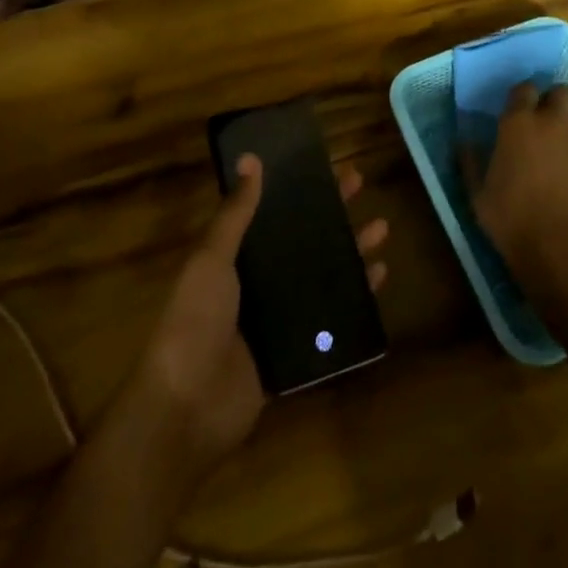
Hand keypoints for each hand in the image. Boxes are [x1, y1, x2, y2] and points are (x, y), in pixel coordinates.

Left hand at [129, 154, 389, 479]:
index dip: (299, 190)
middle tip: (361, 187)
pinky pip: (332, 320)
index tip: (324, 166)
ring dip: (350, 252)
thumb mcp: (211, 260)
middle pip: (304, 241)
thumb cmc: (194, 321)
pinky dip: (356, 299)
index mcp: (235, 258)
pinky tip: (378, 279)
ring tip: (380, 229)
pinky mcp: (295, 352)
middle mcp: (258, 284)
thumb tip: (250, 159)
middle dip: (332, 214)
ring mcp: (278, 319)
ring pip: (323, 276)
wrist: (186, 408)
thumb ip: (235, 214)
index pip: (273, 214)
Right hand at [462, 82, 567, 297]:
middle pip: (562, 92)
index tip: (520, 110)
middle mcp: (553, 120)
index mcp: (518, 122)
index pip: (524, 89)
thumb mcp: (477, 195)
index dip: (523, 97)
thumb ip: (471, 162)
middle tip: (550, 122)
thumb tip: (463, 141)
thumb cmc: (512, 221)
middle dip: (557, 102)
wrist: (562, 250)